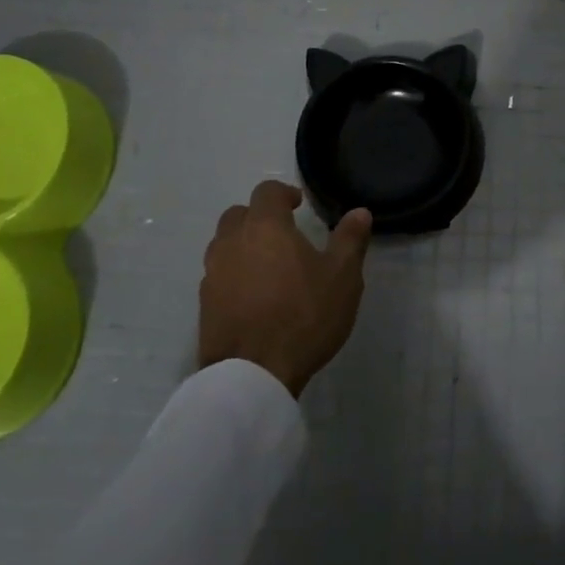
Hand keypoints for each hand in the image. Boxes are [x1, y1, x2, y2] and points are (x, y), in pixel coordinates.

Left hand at [198, 180, 373, 398]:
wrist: (254, 372)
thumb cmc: (305, 315)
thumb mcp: (342, 277)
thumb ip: (350, 240)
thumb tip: (359, 212)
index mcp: (265, 227)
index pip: (266, 192)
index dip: (283, 193)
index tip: (298, 205)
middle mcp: (231, 242)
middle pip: (238, 214)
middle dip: (259, 216)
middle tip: (283, 233)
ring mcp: (213, 274)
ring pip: (224, 244)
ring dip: (244, 245)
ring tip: (269, 265)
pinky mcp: (205, 304)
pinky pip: (219, 275)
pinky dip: (235, 274)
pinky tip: (255, 295)